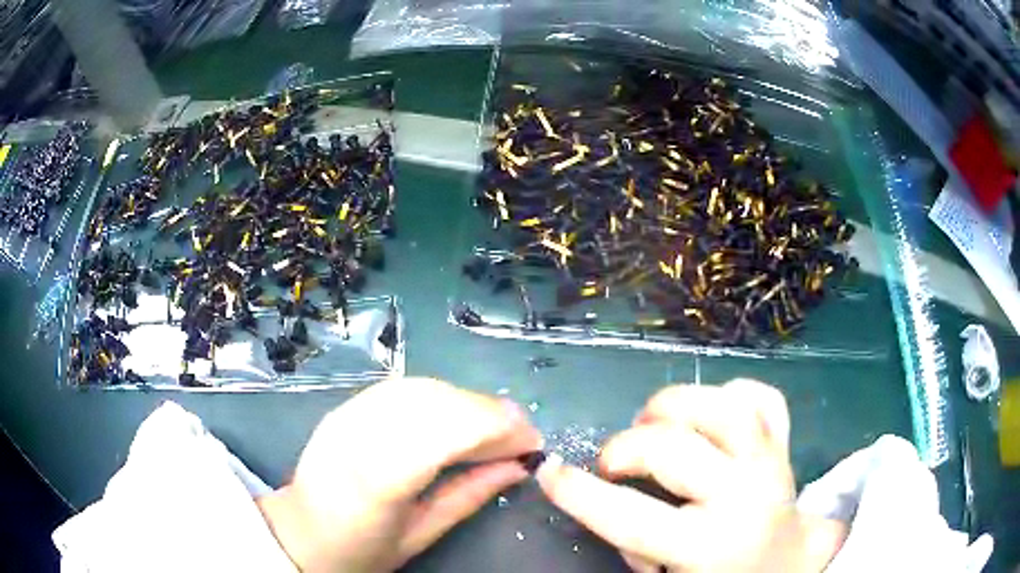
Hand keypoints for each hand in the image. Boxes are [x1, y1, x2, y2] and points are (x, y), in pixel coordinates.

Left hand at [257, 377, 542, 571]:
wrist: (299, 532)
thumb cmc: (359, 549)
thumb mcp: (420, 536)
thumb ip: (469, 496)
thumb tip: (518, 467)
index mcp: (373, 479)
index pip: (443, 432)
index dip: (496, 429)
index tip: (532, 444)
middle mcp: (357, 434)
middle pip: (436, 401)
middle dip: (490, 412)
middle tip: (521, 436)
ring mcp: (347, 412)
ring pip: (422, 386)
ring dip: (468, 401)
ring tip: (494, 428)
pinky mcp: (345, 405)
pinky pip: (404, 387)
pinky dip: (442, 396)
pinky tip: (457, 417)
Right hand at [536, 379, 847, 572]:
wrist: (787, 566)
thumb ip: (631, 546)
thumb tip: (607, 500)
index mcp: (710, 545)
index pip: (630, 517)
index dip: (579, 493)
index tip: (549, 472)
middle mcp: (745, 495)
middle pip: (674, 448)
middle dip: (625, 448)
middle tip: (612, 464)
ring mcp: (771, 461)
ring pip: (723, 406)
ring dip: (674, 405)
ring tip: (654, 422)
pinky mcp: (786, 443)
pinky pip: (762, 398)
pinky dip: (731, 393)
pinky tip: (710, 416)